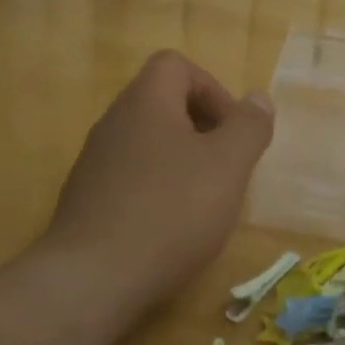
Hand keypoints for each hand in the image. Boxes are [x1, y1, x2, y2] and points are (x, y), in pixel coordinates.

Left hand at [43, 50, 273, 311]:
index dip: (212, 89)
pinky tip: (172, 227)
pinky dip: (157, 189)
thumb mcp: (228, 165)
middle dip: (202, 128)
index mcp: (145, 103)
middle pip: (162, 103)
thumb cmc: (171, 212)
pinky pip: (131, 177)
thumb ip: (248, 127)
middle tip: (226, 165)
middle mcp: (114, 123)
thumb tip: (257, 99)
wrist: (93, 279)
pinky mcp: (87, 200)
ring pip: (147, 143)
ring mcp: (95, 162)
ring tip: (204, 200)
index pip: (176, 65)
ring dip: (182, 160)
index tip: (233, 131)